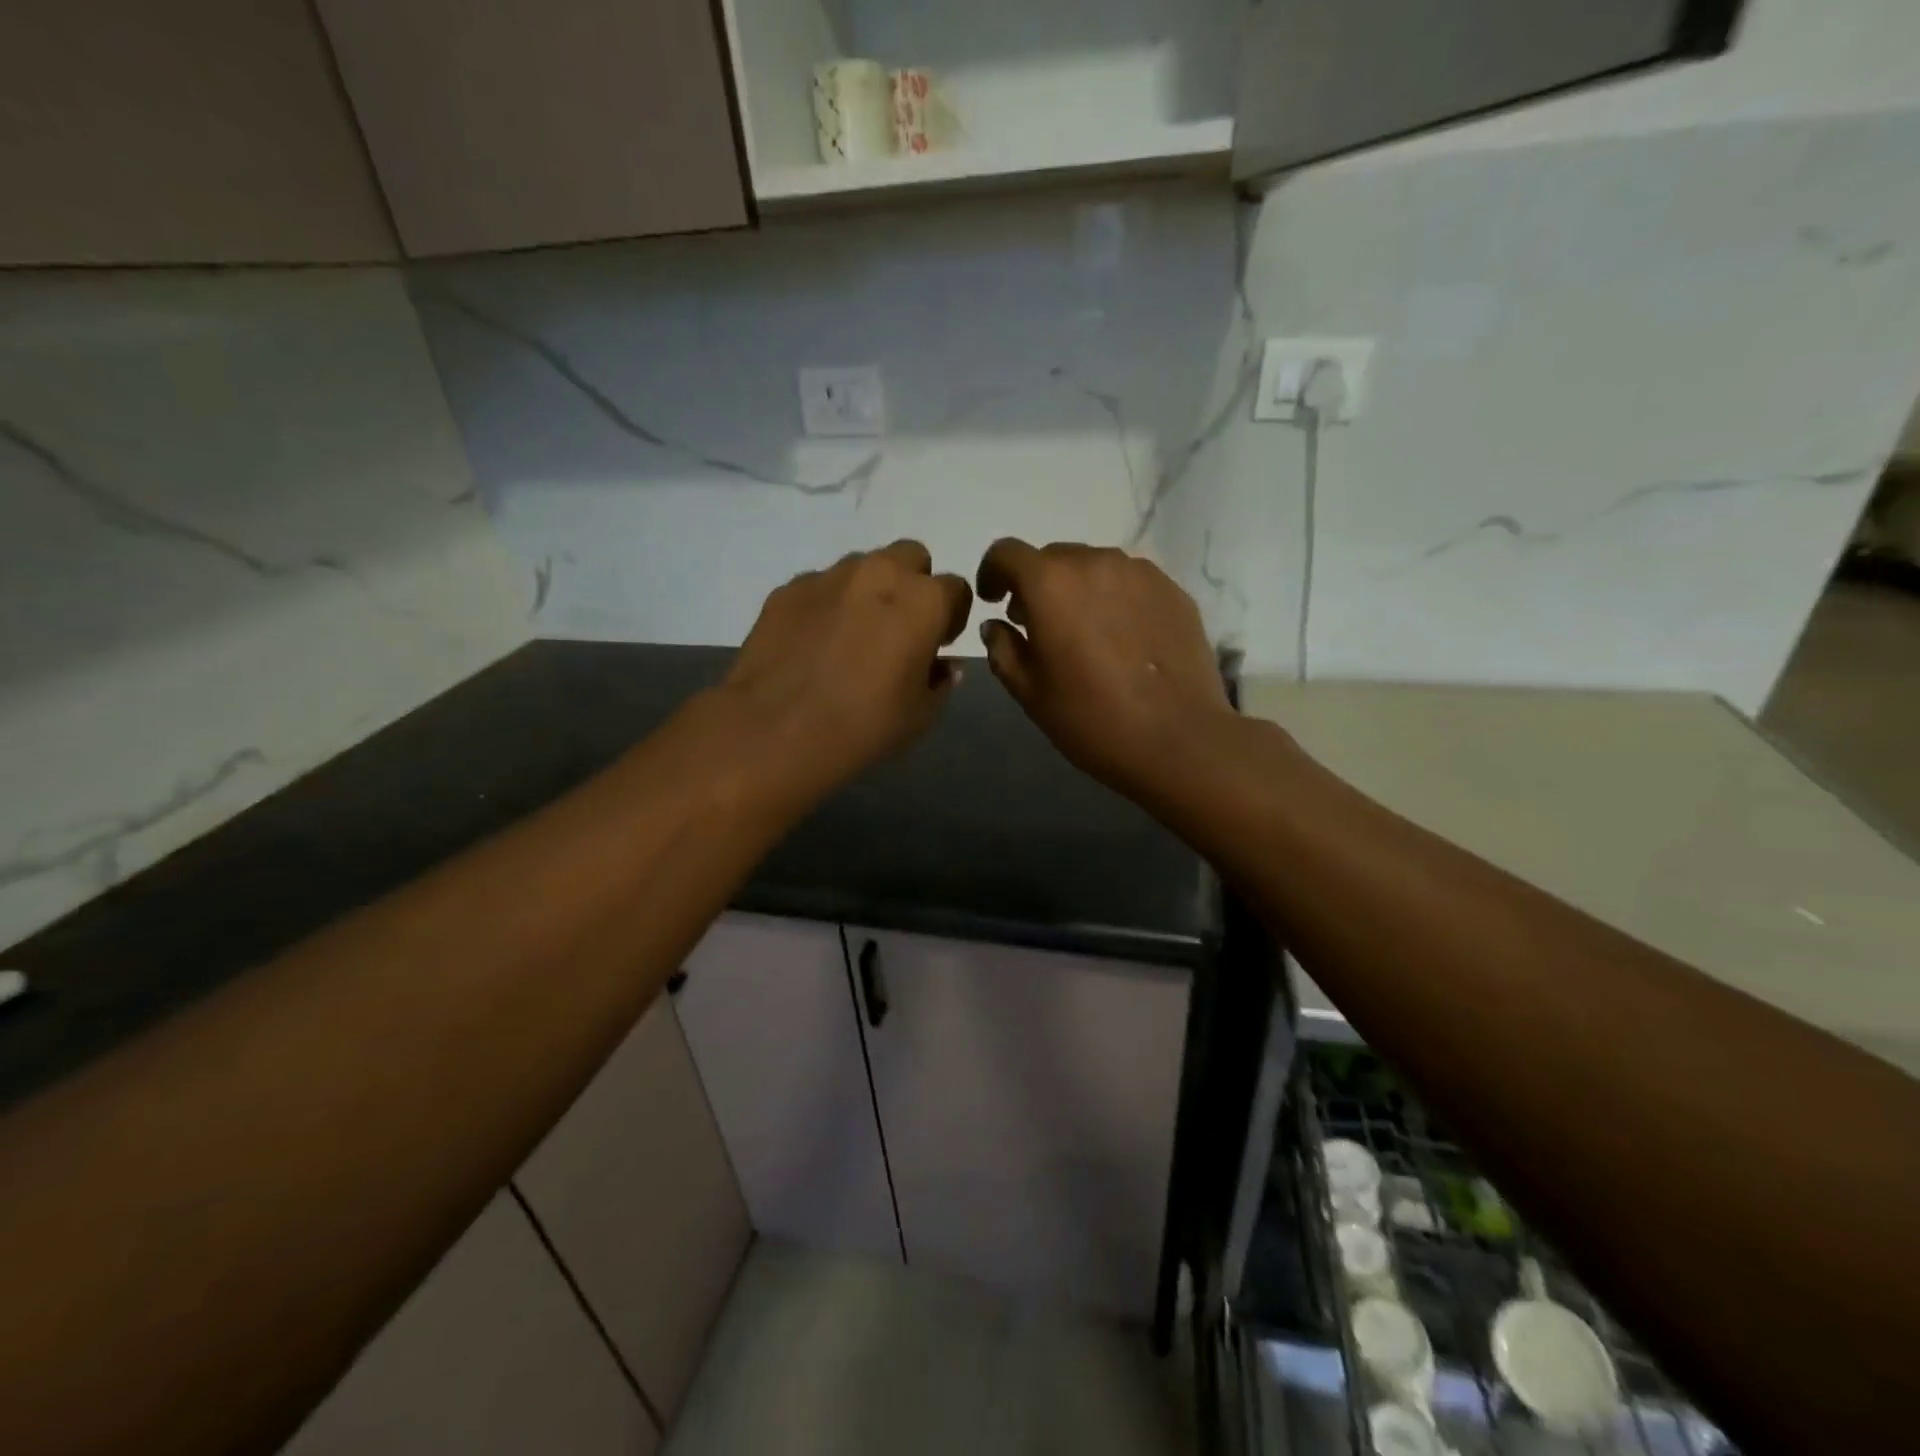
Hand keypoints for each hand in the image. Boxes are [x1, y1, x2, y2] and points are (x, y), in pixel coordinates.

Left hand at [722, 541, 972, 794]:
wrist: (778, 730)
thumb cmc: (865, 725)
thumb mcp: (921, 714)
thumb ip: (940, 681)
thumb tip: (942, 665)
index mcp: (923, 600)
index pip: (956, 589)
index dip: (952, 617)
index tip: (938, 644)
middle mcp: (879, 573)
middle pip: (910, 557)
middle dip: (913, 585)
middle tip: (899, 628)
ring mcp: (829, 576)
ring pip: (862, 567)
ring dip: (868, 592)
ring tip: (852, 636)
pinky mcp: (787, 589)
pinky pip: (820, 587)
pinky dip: (827, 606)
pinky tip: (814, 644)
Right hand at [975, 539, 1232, 801]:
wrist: (1178, 739)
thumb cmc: (1091, 719)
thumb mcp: (1030, 693)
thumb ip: (1003, 650)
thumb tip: (996, 626)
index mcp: (1050, 584)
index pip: (1006, 552)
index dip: (992, 572)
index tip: (994, 600)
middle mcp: (1094, 563)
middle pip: (1052, 557)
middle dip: (1036, 584)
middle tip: (1038, 625)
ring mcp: (1140, 573)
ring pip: (1094, 567)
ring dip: (1077, 590)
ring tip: (1084, 632)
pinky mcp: (1172, 590)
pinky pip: (1129, 582)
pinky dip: (1114, 598)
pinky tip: (1122, 639)